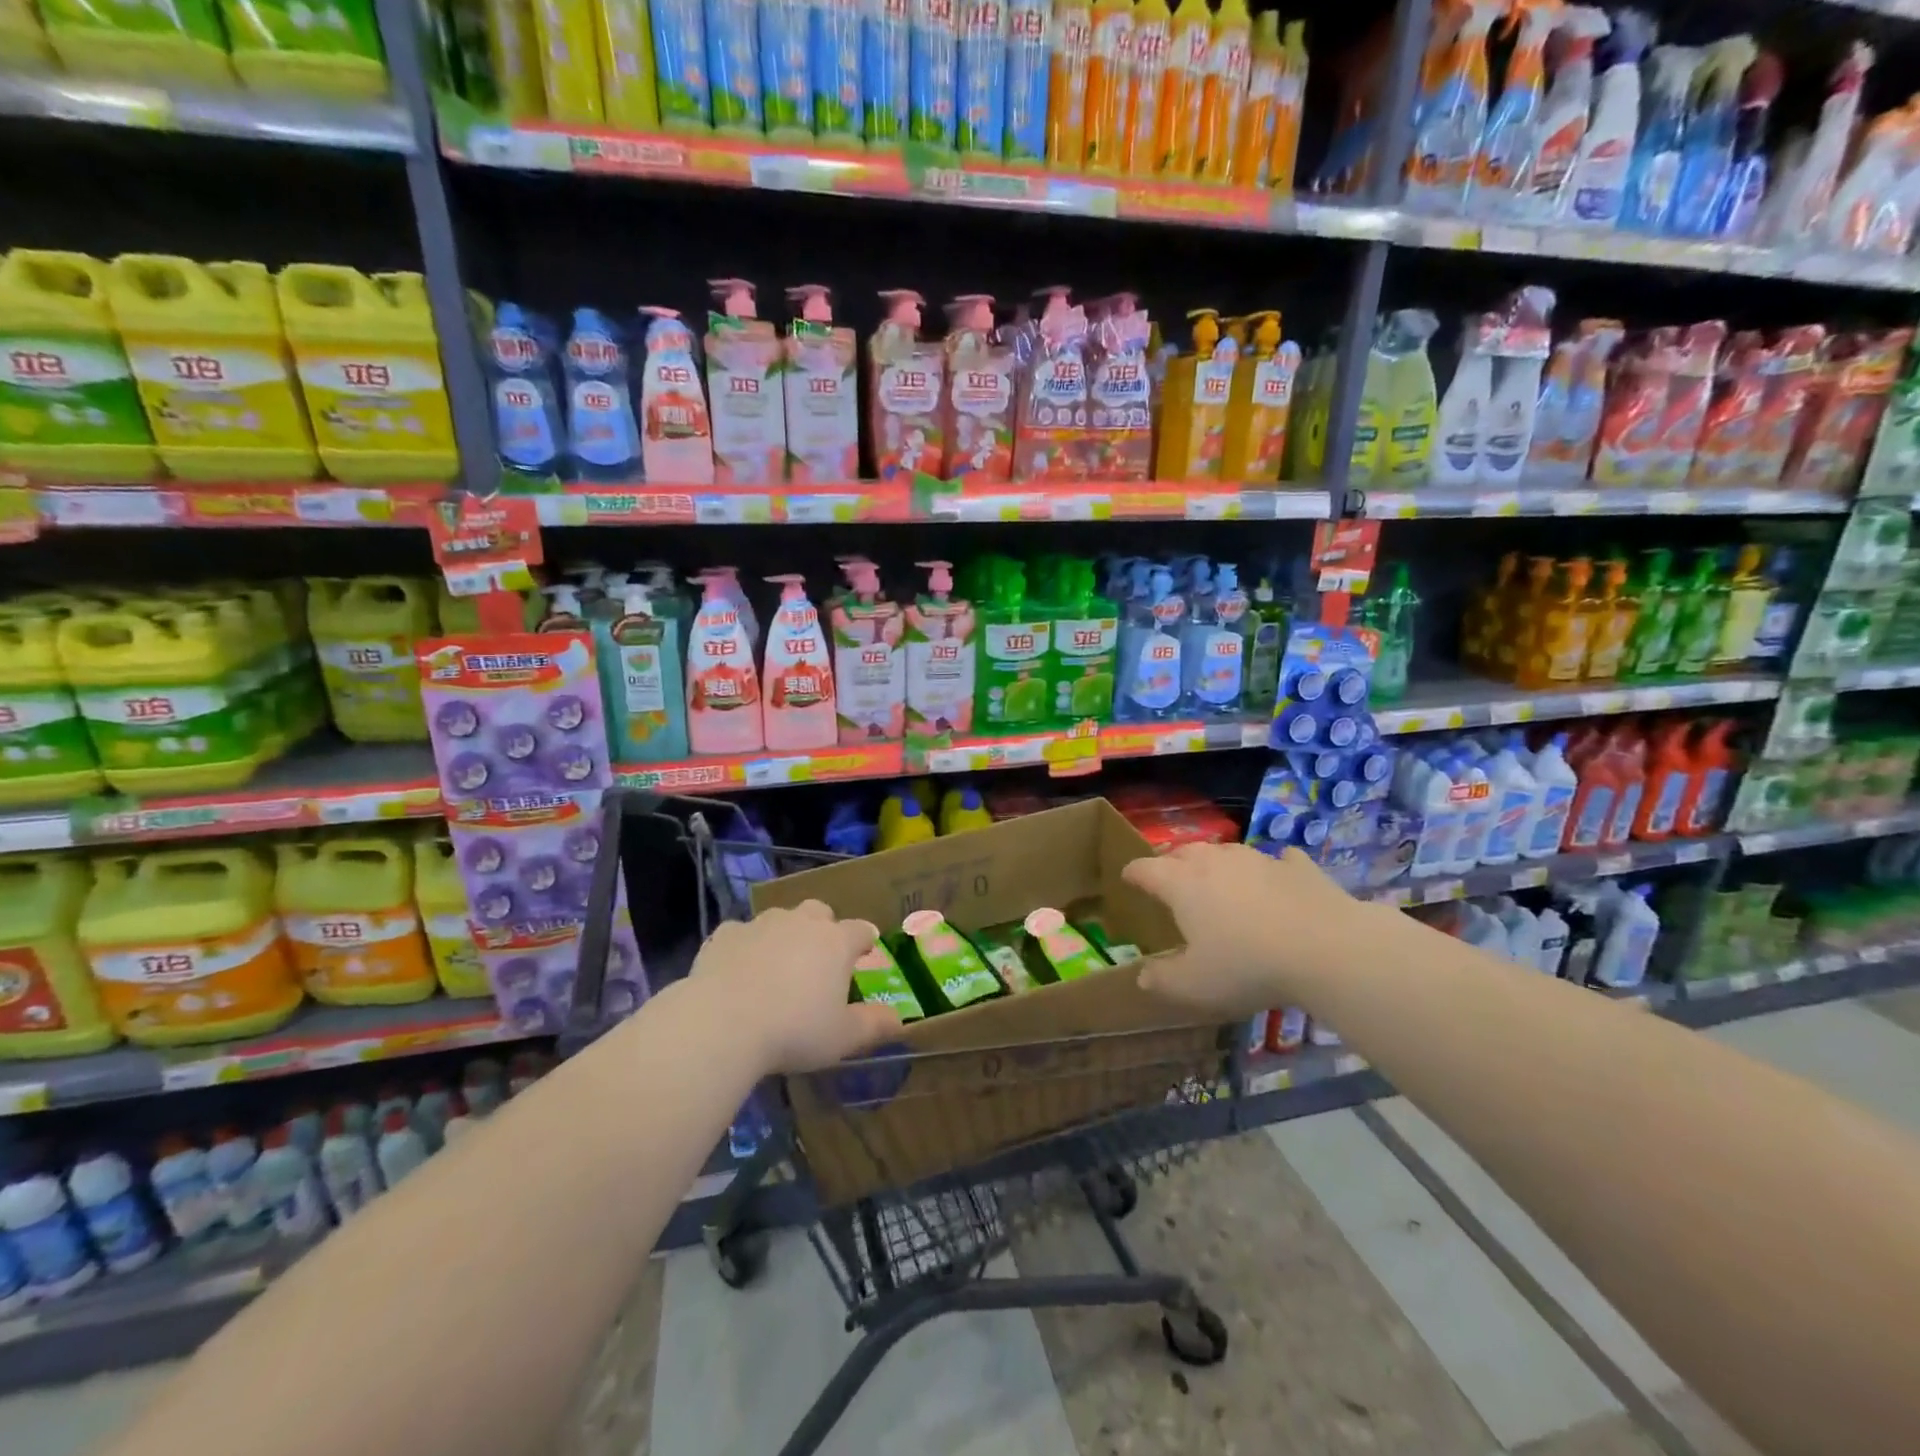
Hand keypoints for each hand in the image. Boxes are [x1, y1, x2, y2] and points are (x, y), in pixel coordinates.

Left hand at [690, 901, 901, 1072]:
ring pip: (779, 918)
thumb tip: (899, 1020)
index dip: (864, 940)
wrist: (723, 1023)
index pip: (860, 930)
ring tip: (776, 966)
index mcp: (835, 942)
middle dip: (823, 928)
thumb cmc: (794, 1030)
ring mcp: (760, 924)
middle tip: (819, 957)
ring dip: (783, 935)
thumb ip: (874, 1025)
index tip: (865, 952)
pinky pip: (740, 934)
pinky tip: (737, 971)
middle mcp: (801, 923)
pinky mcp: (725, 934)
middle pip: (819, 912)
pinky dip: (743, 947)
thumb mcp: (843, 1038)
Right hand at [1122, 844, 1370, 1015]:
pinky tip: (1277, 876)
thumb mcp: (1195, 985)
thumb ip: (1163, 980)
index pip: (1146, 869)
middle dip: (1171, 862)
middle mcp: (1214, 862)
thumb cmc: (1248, 966)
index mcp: (1181, 884)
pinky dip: (1271, 867)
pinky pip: (1278, 860)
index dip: (1133, 873)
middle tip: (1169, 877)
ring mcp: (1258, 859)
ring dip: (1216, 862)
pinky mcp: (1298, 867)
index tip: (1127, 878)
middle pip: (1184, 852)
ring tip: (1217, 877)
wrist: (1328, 948)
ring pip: (1227, 851)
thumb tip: (1142, 976)